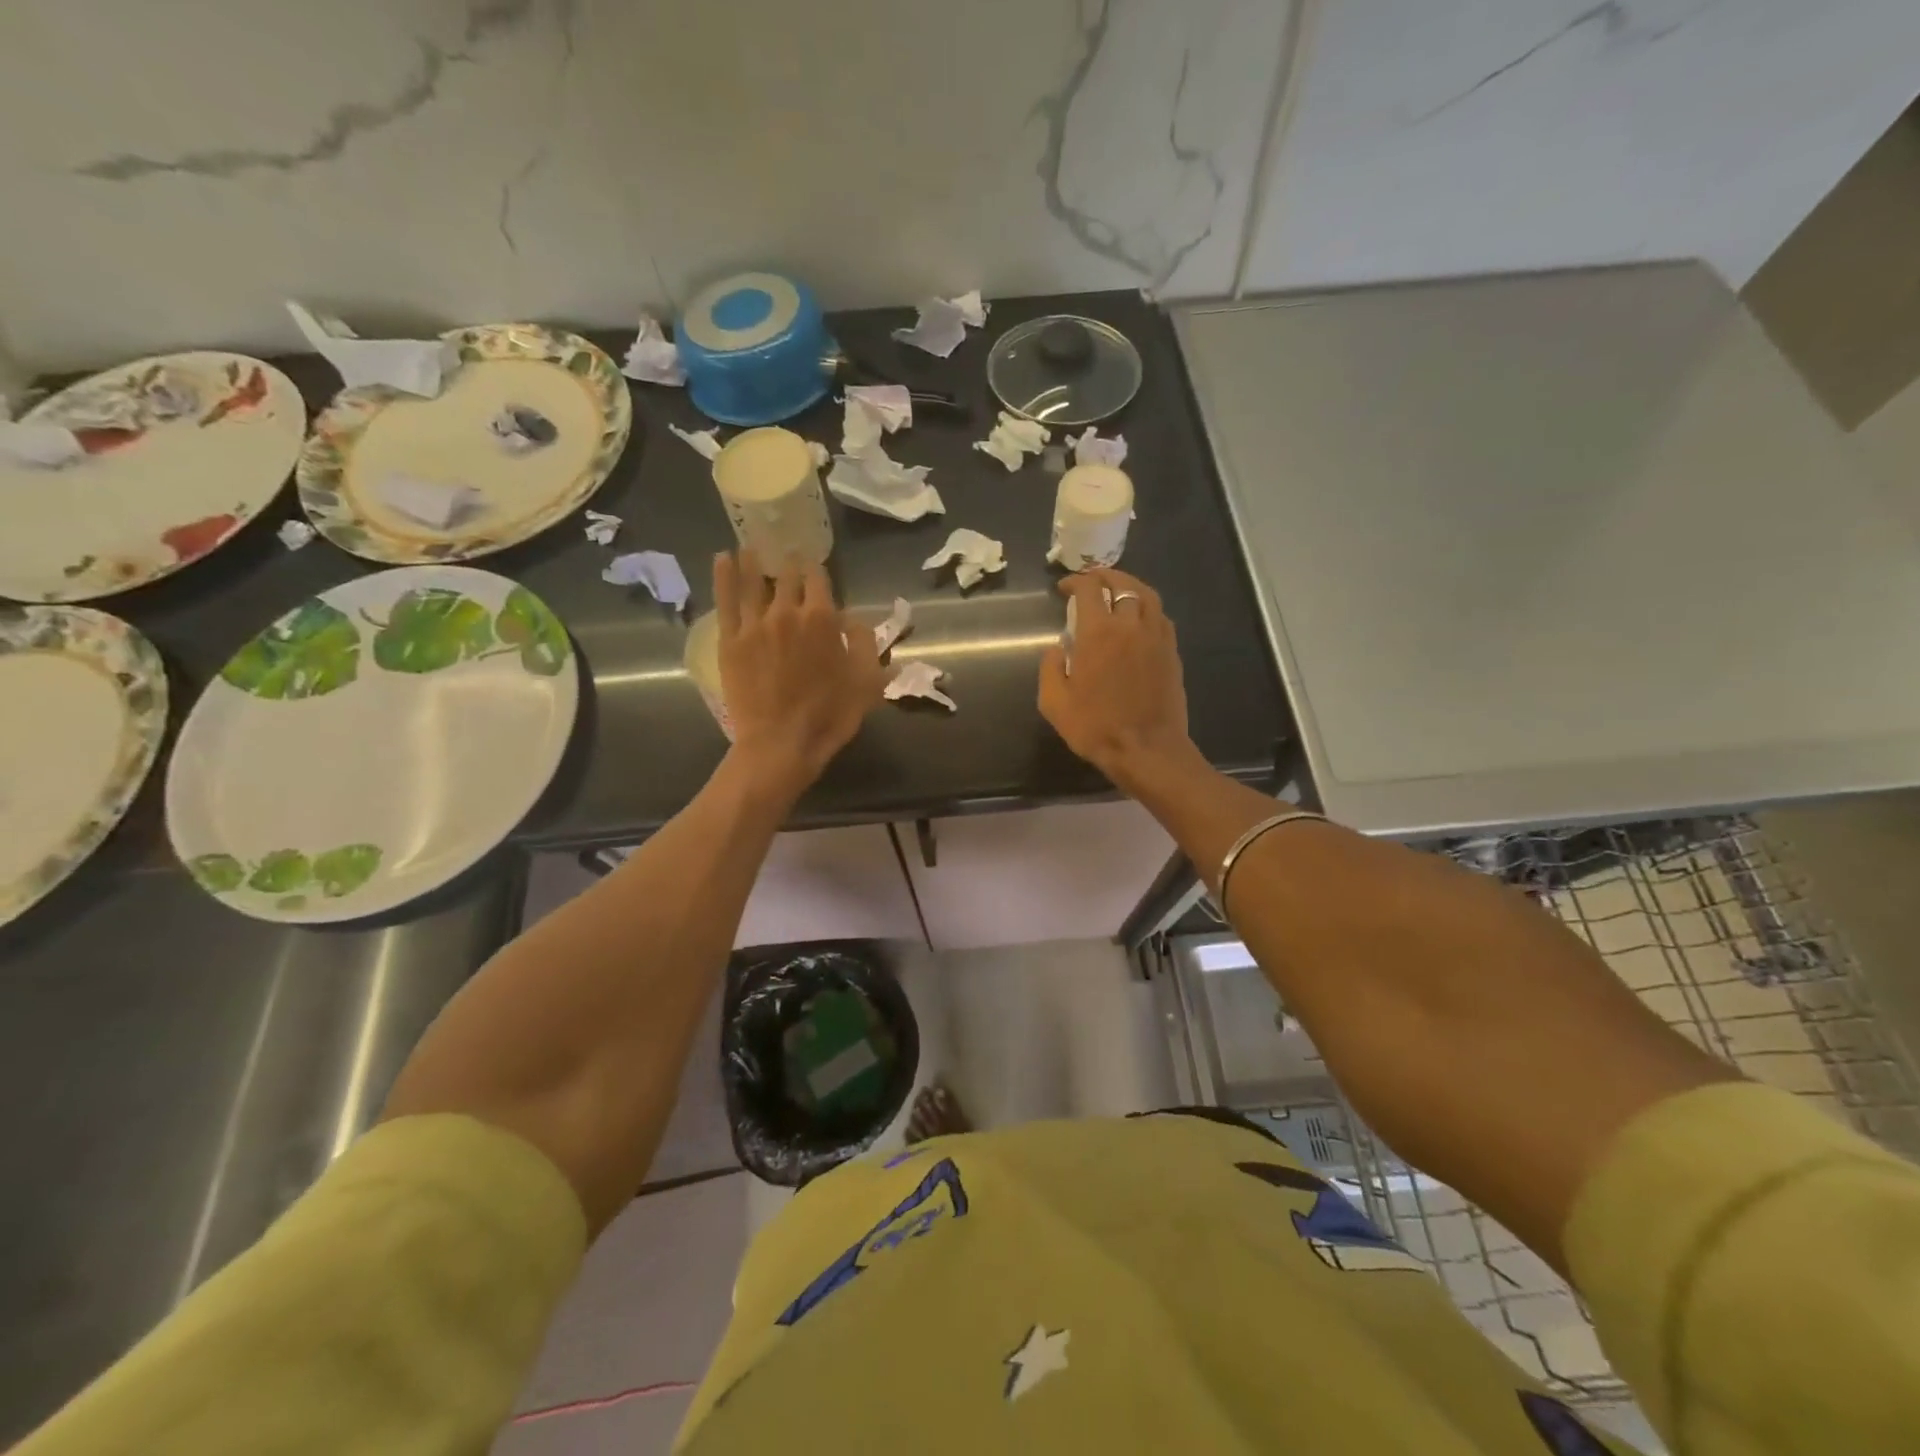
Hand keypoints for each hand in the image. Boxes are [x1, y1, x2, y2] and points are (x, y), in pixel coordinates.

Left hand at [714, 550, 885, 794]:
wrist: (782, 744)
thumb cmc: (830, 716)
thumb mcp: (867, 682)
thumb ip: (865, 643)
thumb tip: (853, 620)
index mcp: (823, 619)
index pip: (819, 578)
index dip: (817, 572)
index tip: (816, 571)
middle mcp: (787, 611)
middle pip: (786, 575)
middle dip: (789, 564)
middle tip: (787, 556)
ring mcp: (754, 624)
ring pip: (752, 580)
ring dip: (754, 560)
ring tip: (752, 545)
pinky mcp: (730, 640)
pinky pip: (726, 599)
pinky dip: (724, 575)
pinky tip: (723, 557)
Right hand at [1039, 568, 1199, 788]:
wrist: (1147, 750)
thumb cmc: (1095, 727)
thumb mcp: (1054, 702)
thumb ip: (1050, 667)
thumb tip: (1057, 647)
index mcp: (1098, 632)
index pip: (1089, 589)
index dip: (1075, 581)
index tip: (1065, 588)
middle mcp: (1130, 624)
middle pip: (1121, 584)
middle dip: (1103, 577)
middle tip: (1091, 582)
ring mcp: (1156, 636)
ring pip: (1146, 595)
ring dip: (1129, 586)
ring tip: (1117, 590)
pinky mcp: (1172, 651)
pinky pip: (1160, 616)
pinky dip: (1147, 607)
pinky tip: (1138, 617)